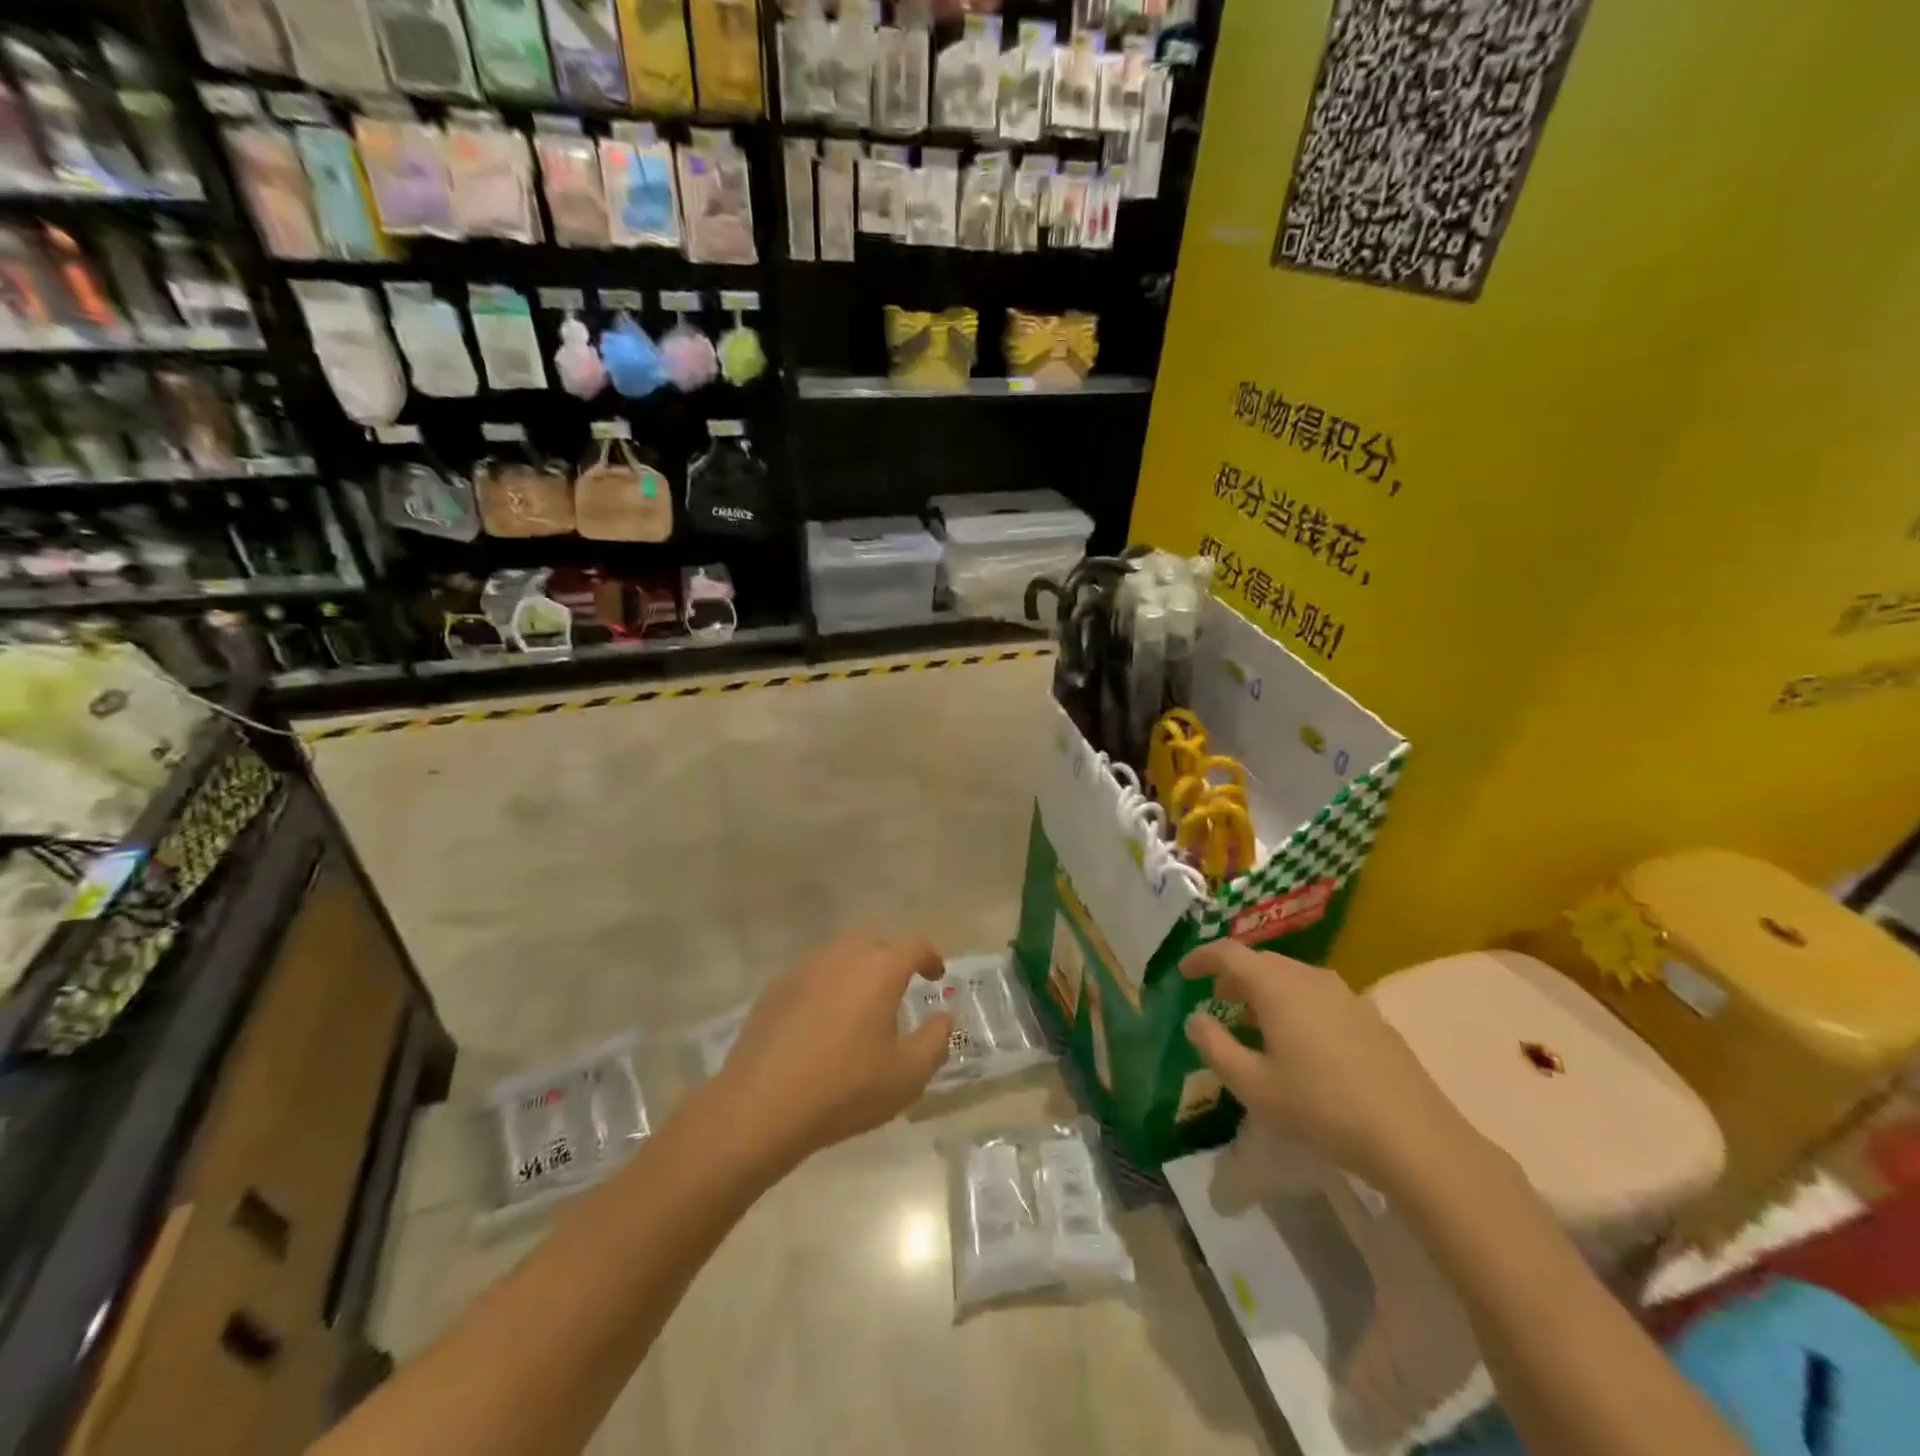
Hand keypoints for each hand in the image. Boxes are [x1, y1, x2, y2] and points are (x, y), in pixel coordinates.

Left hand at [718, 932, 953, 1169]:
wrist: (762, 1104)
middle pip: (875, 941)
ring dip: (857, 970)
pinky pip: (813, 974)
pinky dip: (827, 987)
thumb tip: (944, 1016)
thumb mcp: (907, 1075)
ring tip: (861, 1006)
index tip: (936, 976)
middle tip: (898, 989)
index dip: (931, 957)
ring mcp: (805, 967)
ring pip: (840, 954)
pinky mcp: (776, 987)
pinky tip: (822, 1022)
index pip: (915, 944)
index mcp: (880, 968)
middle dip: (892, 958)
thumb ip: (936, 1040)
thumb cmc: (845, 1088)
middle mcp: (843, 955)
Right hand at [1182, 941, 1477, 1195]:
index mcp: (1276, 986)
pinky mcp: (1369, 1015)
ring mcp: (1344, 994)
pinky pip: (1318, 994)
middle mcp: (1309, 977)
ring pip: (1292, 977)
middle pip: (1262, 961)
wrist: (1413, 1137)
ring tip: (1254, 1022)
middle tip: (1216, 1000)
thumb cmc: (1321, 1108)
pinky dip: (1295, 1003)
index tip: (1184, 973)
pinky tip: (1300, 1041)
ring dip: (1265, 990)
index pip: (1228, 953)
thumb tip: (1195, 1019)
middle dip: (1234, 975)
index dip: (1201, 958)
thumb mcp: (1253, 1086)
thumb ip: (1215, 1047)